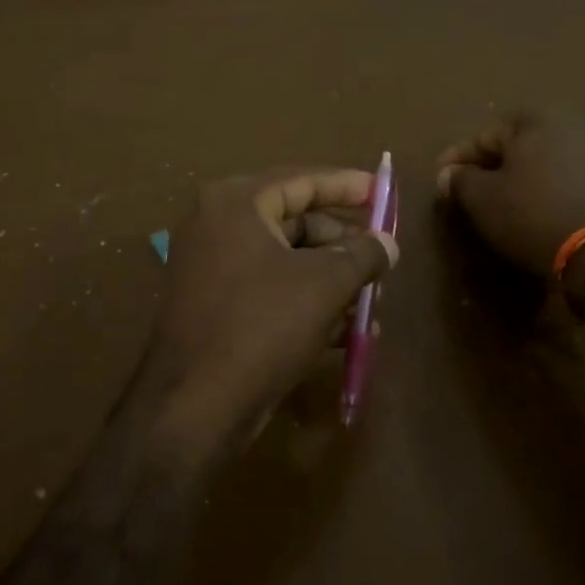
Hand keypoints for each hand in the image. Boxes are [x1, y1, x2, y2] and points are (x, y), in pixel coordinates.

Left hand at [140, 168, 397, 456]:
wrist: (197, 404)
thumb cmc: (263, 326)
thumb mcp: (325, 285)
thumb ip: (362, 255)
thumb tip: (387, 243)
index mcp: (235, 204)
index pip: (300, 181)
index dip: (345, 186)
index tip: (380, 191)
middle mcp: (217, 227)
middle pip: (294, 222)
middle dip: (342, 244)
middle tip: (380, 258)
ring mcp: (212, 269)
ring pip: (286, 262)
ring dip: (331, 280)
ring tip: (370, 301)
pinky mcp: (216, 308)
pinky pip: (270, 291)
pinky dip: (306, 303)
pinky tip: (345, 331)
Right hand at [436, 111, 584, 276]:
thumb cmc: (530, 214)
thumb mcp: (482, 198)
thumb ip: (459, 180)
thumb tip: (448, 174)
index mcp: (537, 119)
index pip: (485, 135)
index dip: (458, 159)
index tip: (440, 180)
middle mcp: (572, 124)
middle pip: (518, 145)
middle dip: (491, 165)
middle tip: (470, 191)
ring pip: (544, 162)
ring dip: (521, 178)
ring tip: (501, 202)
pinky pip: (567, 179)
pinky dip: (546, 190)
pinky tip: (534, 210)